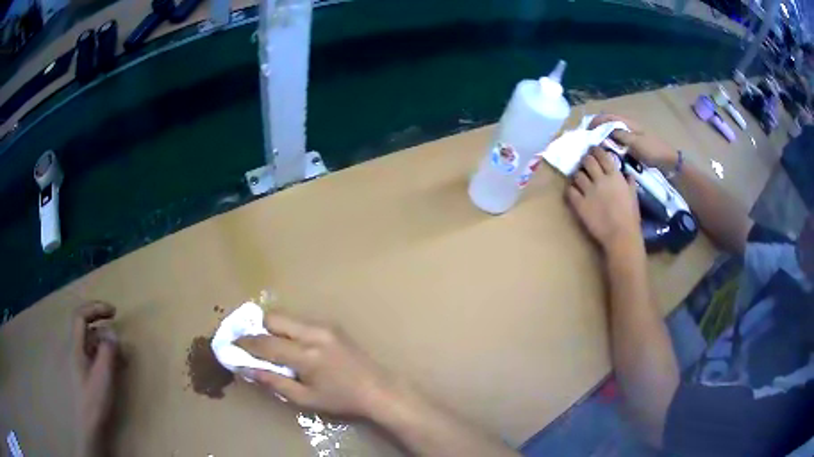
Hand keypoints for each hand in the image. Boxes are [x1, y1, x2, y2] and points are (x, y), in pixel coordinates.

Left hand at [71, 302, 118, 455]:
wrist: (90, 425)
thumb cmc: (95, 400)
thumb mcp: (104, 375)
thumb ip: (108, 351)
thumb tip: (113, 332)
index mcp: (76, 346)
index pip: (81, 315)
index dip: (96, 308)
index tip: (114, 312)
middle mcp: (75, 349)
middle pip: (84, 324)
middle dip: (99, 319)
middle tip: (115, 320)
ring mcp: (79, 360)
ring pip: (90, 339)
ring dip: (105, 339)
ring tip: (121, 351)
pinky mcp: (84, 371)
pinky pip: (93, 353)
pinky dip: (104, 352)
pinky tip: (116, 363)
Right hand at [236, 312, 392, 417]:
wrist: (378, 389)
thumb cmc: (341, 399)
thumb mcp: (304, 398)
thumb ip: (273, 382)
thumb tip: (246, 368)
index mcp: (307, 355)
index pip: (266, 343)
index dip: (244, 342)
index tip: (230, 343)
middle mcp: (314, 333)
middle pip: (274, 319)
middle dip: (255, 326)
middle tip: (244, 338)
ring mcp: (325, 326)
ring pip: (286, 317)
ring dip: (270, 326)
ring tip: (261, 340)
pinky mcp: (332, 325)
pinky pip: (300, 321)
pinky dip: (286, 328)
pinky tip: (284, 341)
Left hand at [567, 147, 641, 252]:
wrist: (620, 235)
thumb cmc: (631, 217)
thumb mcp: (633, 196)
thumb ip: (629, 183)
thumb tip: (627, 175)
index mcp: (614, 176)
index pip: (602, 155)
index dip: (596, 151)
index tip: (594, 150)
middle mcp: (600, 180)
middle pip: (587, 161)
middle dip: (586, 160)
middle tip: (585, 162)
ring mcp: (588, 191)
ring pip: (578, 175)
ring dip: (578, 175)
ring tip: (580, 178)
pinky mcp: (580, 204)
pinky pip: (570, 191)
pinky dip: (571, 189)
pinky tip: (574, 191)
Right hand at [589, 114, 677, 171]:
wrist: (668, 161)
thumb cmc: (653, 150)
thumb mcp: (636, 143)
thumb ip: (620, 135)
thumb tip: (603, 132)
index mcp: (627, 122)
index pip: (606, 116)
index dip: (595, 122)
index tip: (586, 132)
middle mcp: (627, 126)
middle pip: (607, 123)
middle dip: (597, 129)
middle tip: (589, 142)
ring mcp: (630, 135)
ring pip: (611, 132)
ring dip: (602, 137)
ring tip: (595, 148)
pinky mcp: (632, 144)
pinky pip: (617, 141)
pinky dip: (609, 144)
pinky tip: (607, 152)